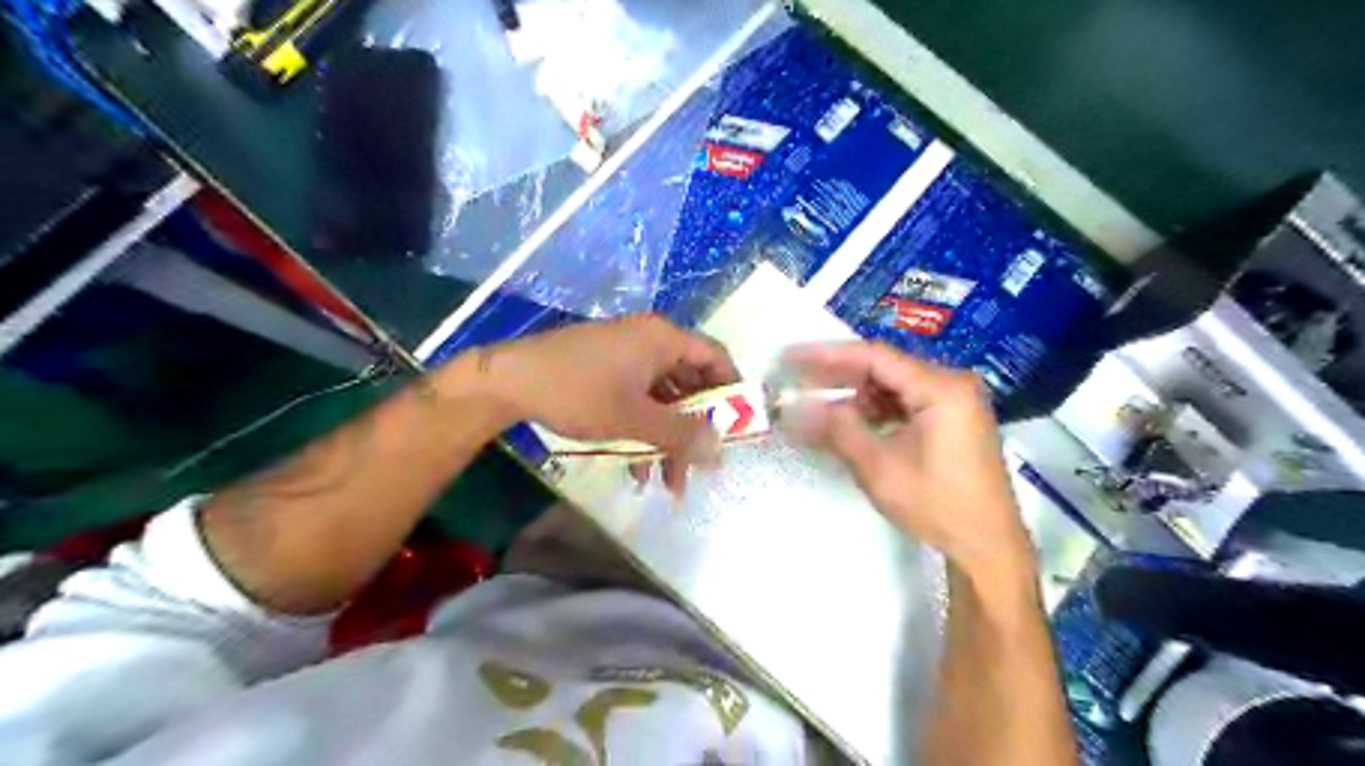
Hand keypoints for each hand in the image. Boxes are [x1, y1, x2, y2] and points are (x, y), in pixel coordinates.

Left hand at [480, 313, 736, 489]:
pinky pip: (639, 399)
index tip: (739, 427)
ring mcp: (626, 355)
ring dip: (668, 439)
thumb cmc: (578, 392)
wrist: (509, 382)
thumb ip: (680, 434)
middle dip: (694, 431)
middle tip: (698, 469)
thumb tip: (720, 449)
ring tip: (665, 483)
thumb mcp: (633, 419)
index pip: (715, 357)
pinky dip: (644, 430)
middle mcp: (650, 341)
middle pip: (689, 384)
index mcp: (663, 339)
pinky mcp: (607, 370)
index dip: (733, 390)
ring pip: (663, 399)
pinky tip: (636, 467)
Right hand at [777, 341, 1034, 585]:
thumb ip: (834, 429)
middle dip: (837, 374)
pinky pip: (905, 401)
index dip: (827, 355)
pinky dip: (875, 409)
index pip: (874, 356)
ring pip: (892, 384)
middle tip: (794, 377)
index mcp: (941, 386)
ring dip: (854, 394)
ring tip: (815, 401)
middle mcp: (952, 382)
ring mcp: (955, 400)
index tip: (790, 358)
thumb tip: (789, 408)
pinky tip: (849, 420)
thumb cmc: (937, 505)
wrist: (988, 547)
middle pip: (884, 366)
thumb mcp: (878, 467)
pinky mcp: (952, 418)